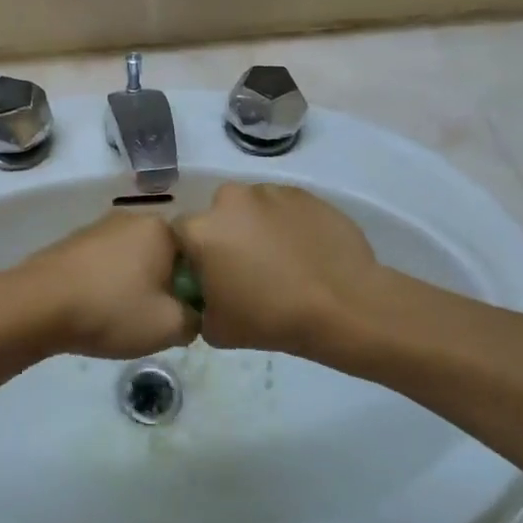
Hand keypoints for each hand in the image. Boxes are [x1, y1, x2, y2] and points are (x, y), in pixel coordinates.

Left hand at [5, 212, 197, 359]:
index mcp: (160, 227)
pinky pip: (103, 265)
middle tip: (154, 321)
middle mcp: (130, 218)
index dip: (194, 289)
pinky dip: (106, 286)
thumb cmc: (111, 309)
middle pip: (162, 257)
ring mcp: (97, 228)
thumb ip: (195, 319)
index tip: (182, 316)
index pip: (195, 256)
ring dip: (133, 287)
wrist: (37, 305)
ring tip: (121, 319)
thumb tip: (191, 314)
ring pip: (131, 261)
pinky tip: (96, 311)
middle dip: (163, 286)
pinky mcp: (71, 243)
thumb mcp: (169, 327)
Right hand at [175, 183, 382, 356]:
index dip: (191, 256)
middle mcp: (230, 200)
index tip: (208, 276)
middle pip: (216, 215)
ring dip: (255, 227)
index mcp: (201, 230)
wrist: (343, 305)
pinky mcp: (303, 193)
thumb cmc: (272, 318)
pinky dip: (286, 223)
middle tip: (245, 268)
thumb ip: (199, 305)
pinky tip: (303, 251)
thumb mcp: (216, 329)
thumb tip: (206, 295)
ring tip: (280, 259)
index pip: (179, 235)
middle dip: (225, 235)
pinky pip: (282, 207)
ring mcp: (269, 192)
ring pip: (250, 208)